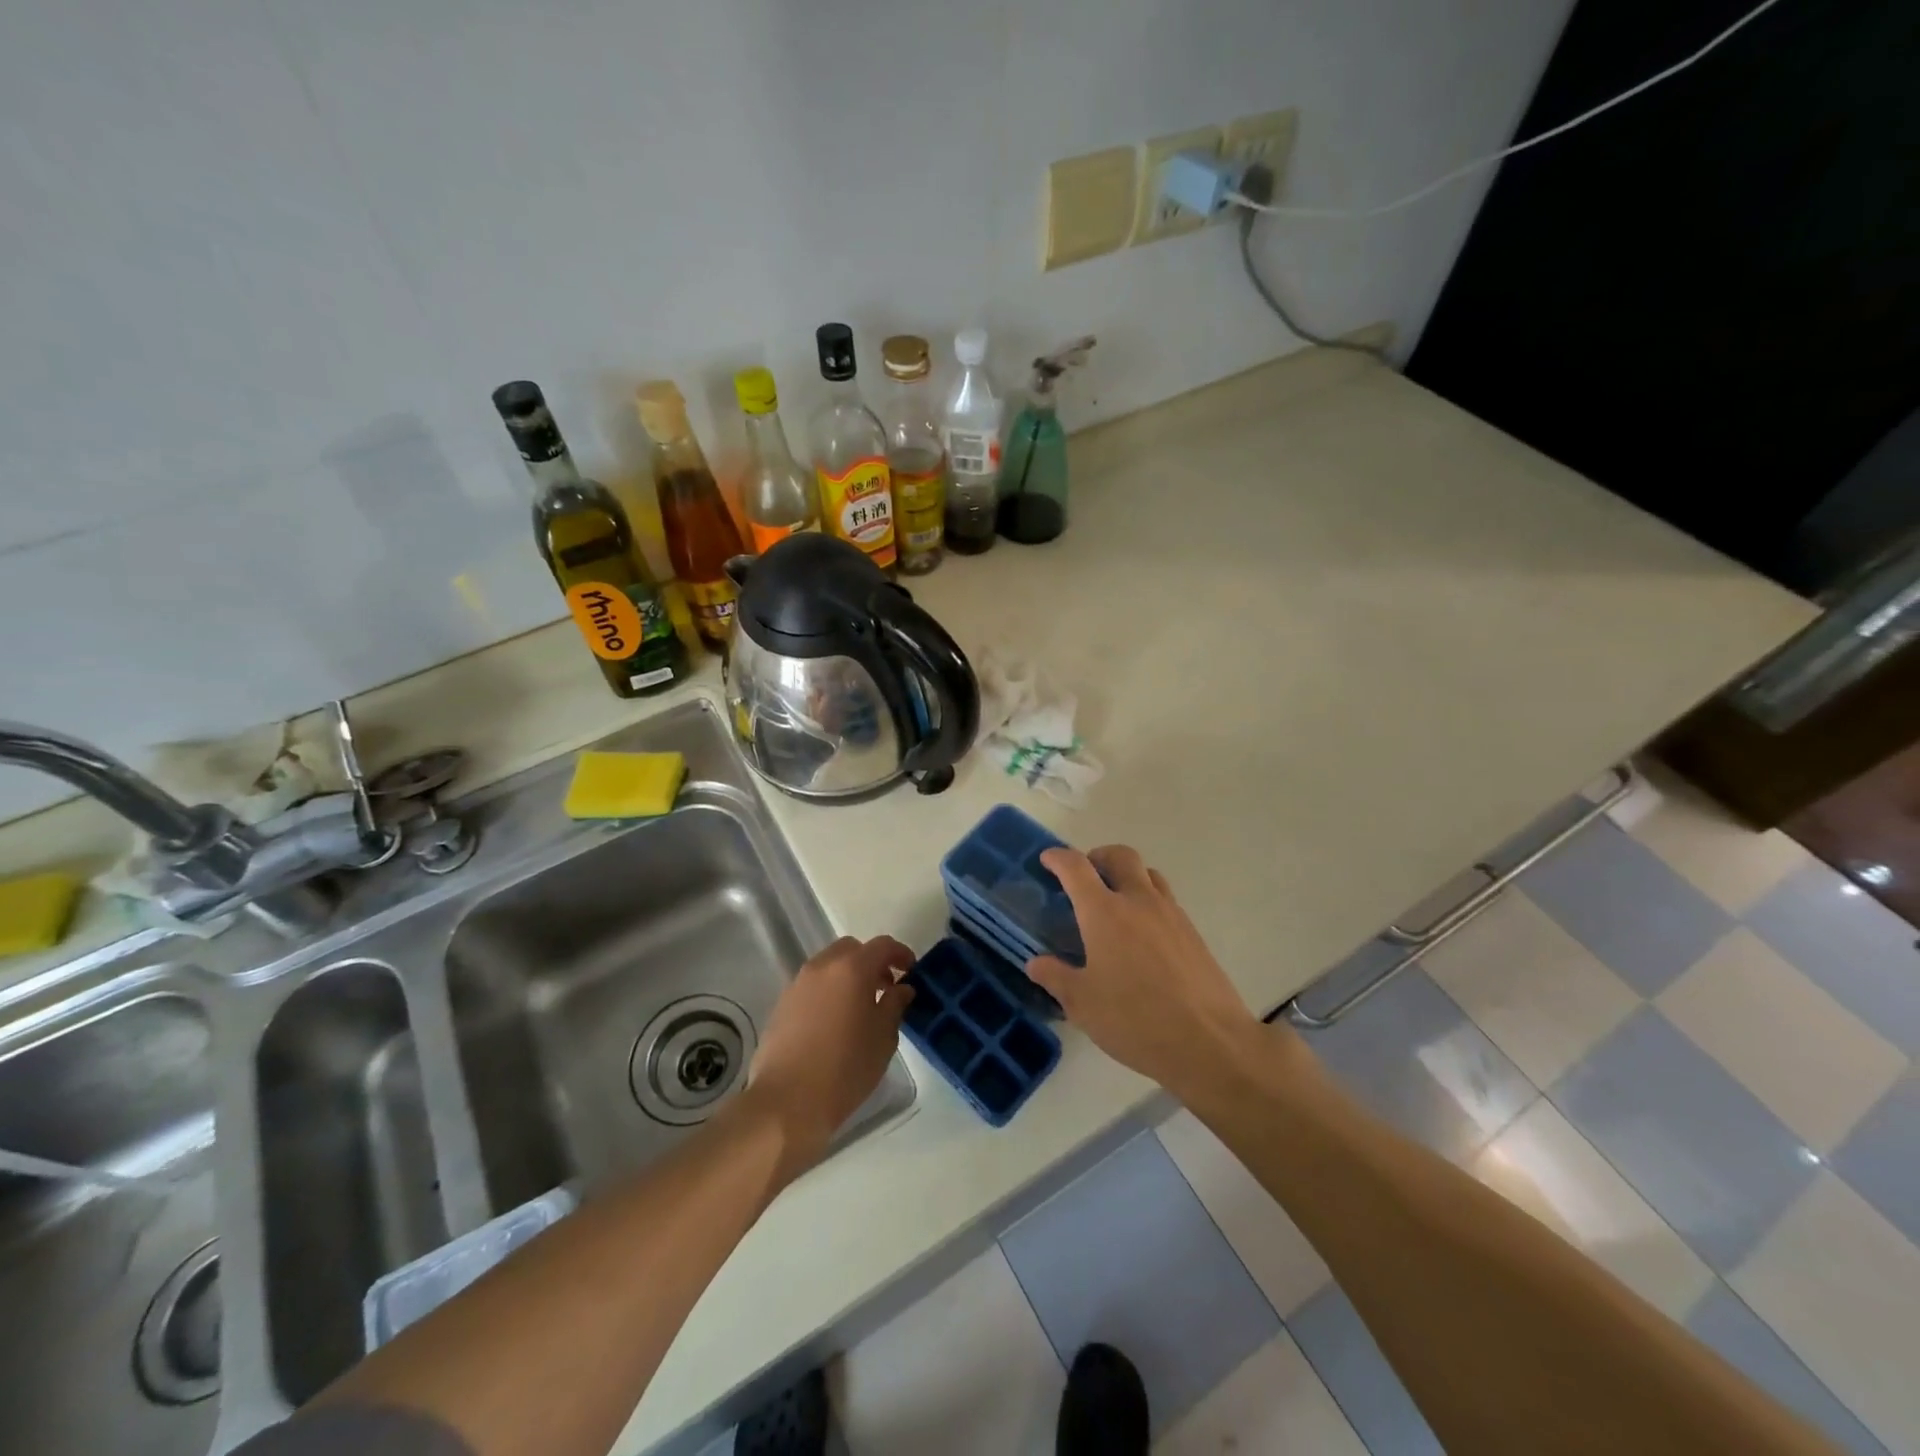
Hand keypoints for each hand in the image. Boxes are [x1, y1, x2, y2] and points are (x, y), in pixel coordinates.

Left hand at [749, 935, 913, 1161]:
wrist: (786, 1102)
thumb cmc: (845, 1069)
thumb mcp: (883, 1038)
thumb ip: (895, 1005)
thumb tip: (902, 988)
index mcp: (851, 968)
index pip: (882, 945)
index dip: (901, 954)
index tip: (911, 971)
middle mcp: (822, 967)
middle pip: (852, 949)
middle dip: (872, 962)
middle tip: (886, 988)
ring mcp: (797, 984)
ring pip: (829, 966)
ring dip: (848, 977)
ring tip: (860, 1008)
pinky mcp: (781, 1004)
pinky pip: (812, 986)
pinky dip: (828, 992)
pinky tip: (834, 1023)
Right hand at [1027, 846, 1261, 1094]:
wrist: (1210, 1042)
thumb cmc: (1135, 1020)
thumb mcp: (1083, 1004)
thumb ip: (1056, 978)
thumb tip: (1036, 963)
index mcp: (1104, 912)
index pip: (1076, 867)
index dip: (1058, 858)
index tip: (1048, 859)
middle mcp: (1139, 901)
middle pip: (1120, 856)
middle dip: (1098, 857)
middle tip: (1085, 876)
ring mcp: (1171, 914)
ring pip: (1149, 874)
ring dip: (1128, 876)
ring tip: (1115, 902)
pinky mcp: (1193, 933)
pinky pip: (1167, 901)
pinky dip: (1149, 902)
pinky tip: (1142, 936)